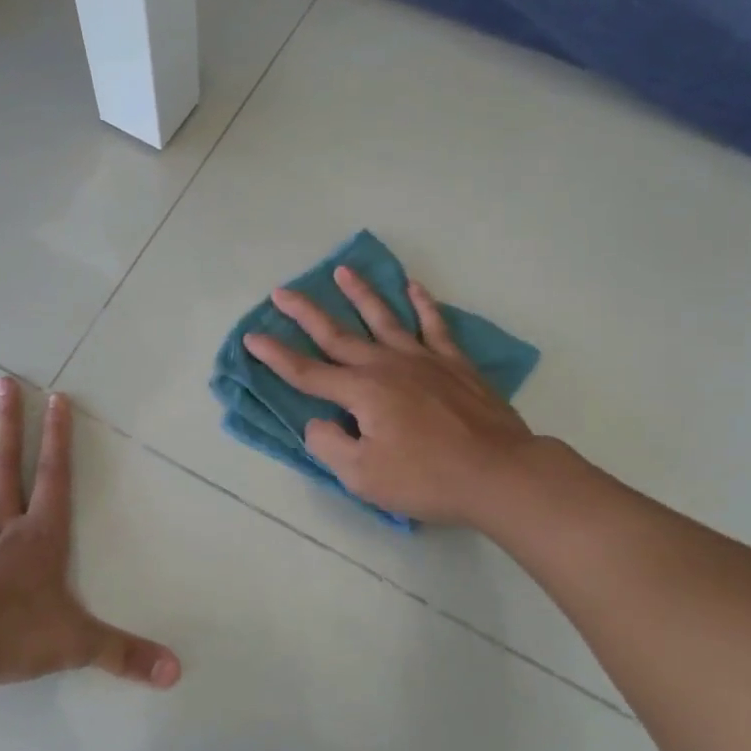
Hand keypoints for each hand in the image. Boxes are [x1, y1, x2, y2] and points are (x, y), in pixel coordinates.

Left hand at [0, 381, 180, 691]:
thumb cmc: (13, 638)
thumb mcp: (78, 644)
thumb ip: (126, 654)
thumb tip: (176, 672)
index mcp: (39, 537)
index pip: (53, 477)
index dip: (57, 438)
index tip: (56, 399)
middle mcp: (0, 529)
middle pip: (4, 467)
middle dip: (8, 424)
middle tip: (3, 382)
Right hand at [243, 267, 536, 525]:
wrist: (498, 473)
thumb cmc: (427, 479)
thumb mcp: (363, 476)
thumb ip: (329, 446)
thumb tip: (317, 422)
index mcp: (361, 392)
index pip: (307, 372)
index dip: (276, 356)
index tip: (252, 337)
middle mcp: (386, 366)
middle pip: (338, 335)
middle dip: (305, 313)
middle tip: (282, 292)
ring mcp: (423, 360)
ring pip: (384, 318)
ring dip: (360, 294)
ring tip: (343, 271)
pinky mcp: (454, 364)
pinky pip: (434, 325)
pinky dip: (423, 304)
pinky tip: (414, 287)